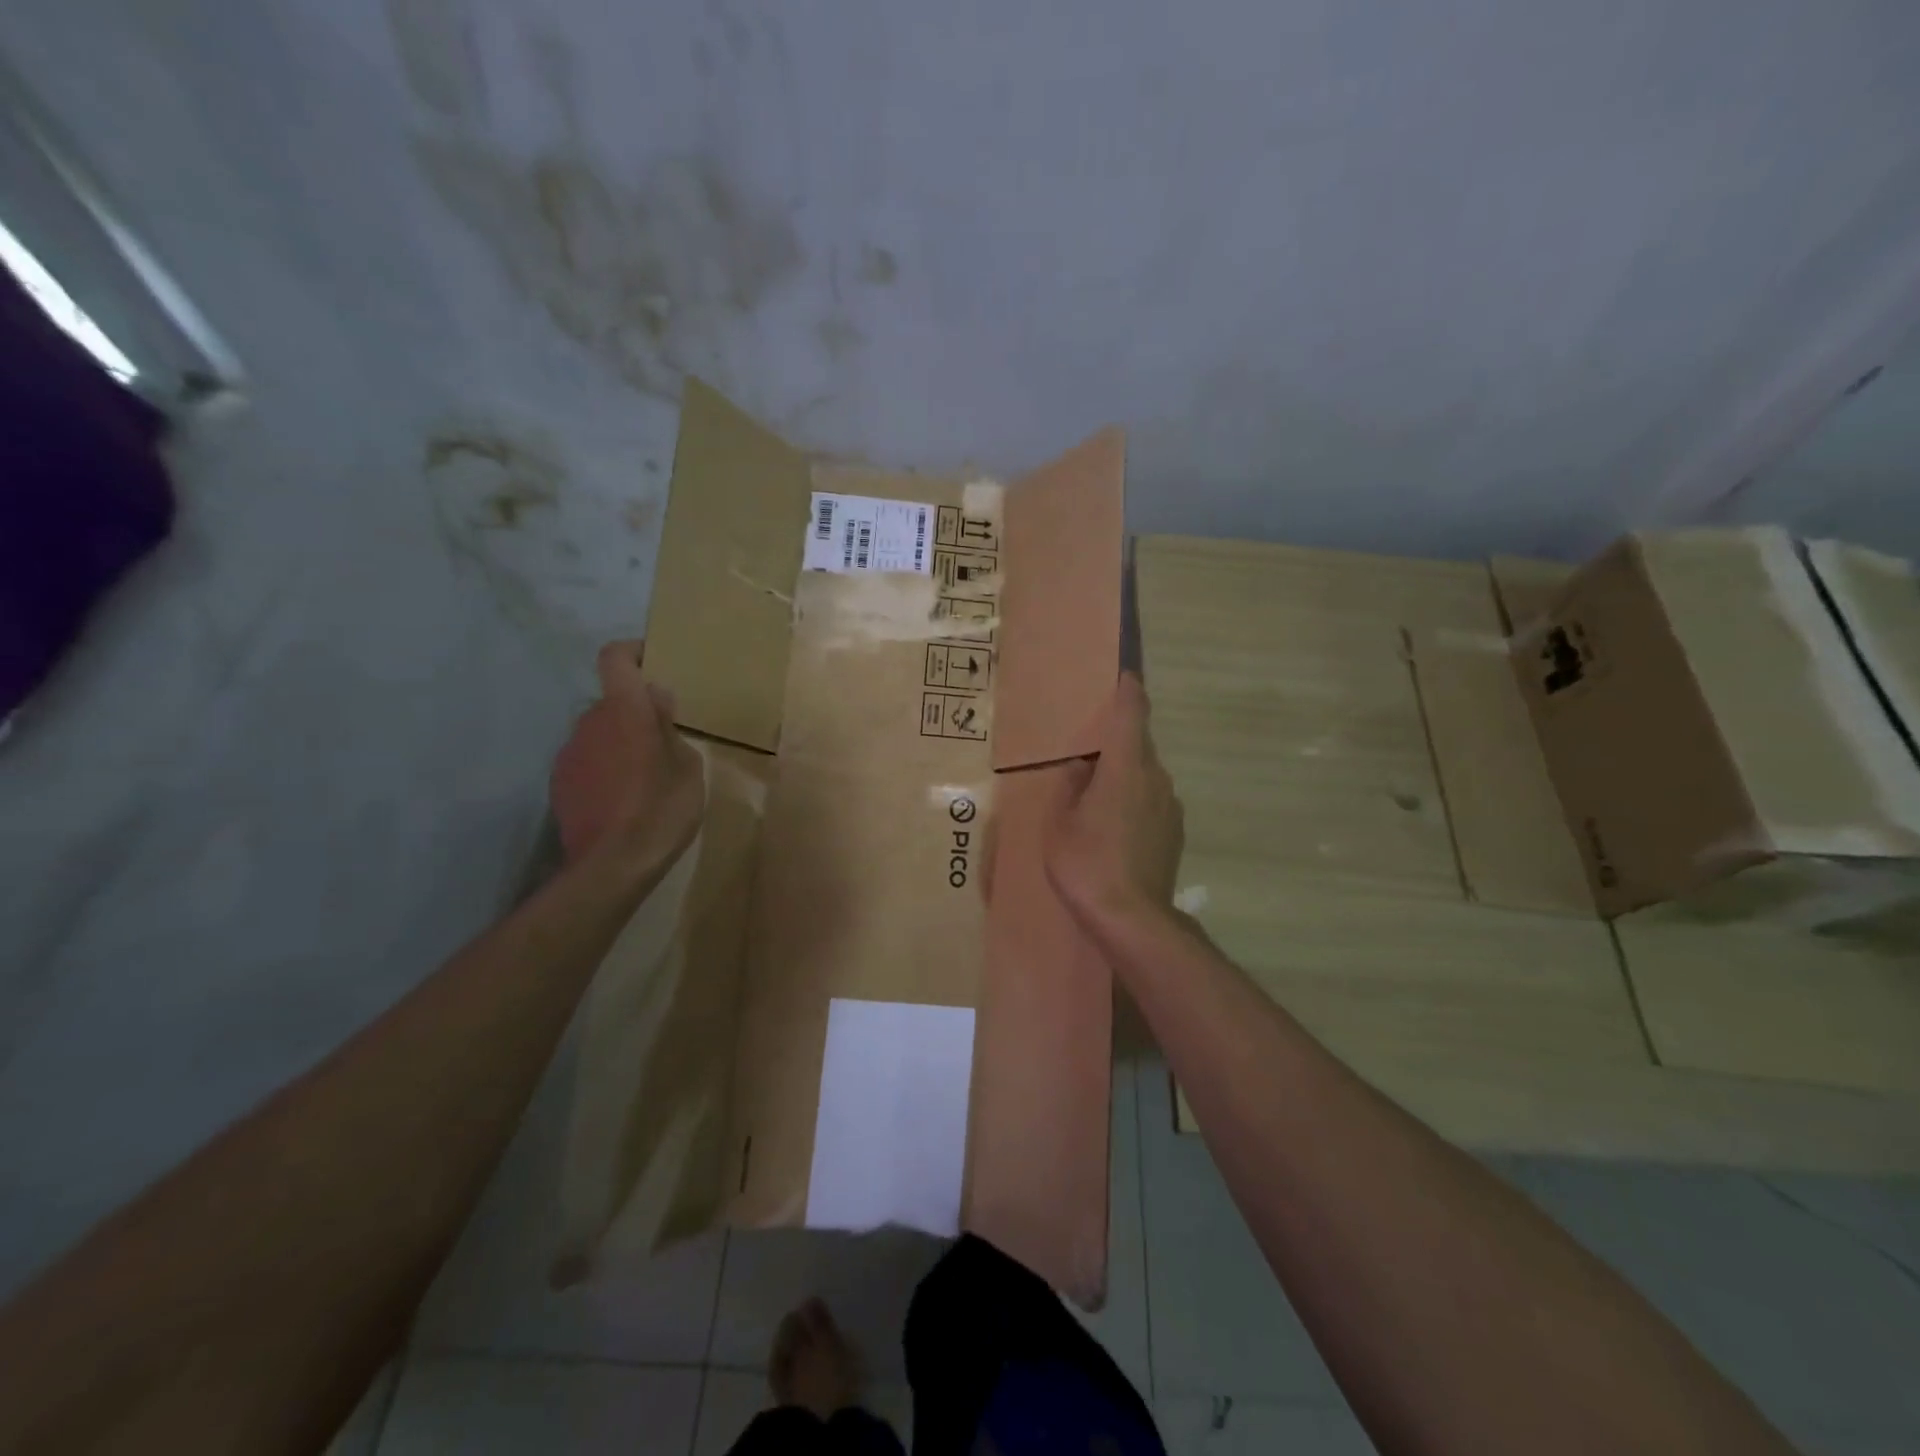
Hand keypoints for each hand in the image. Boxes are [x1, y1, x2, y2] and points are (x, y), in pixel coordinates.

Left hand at [550, 640, 705, 877]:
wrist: (611, 866)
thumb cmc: (662, 809)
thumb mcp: (688, 767)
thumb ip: (669, 728)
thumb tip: (656, 701)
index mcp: (624, 711)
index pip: (615, 659)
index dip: (632, 653)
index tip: (652, 661)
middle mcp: (589, 723)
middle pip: (611, 702)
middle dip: (635, 713)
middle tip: (664, 739)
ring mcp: (569, 754)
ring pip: (599, 734)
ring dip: (620, 743)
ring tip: (646, 776)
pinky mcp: (559, 784)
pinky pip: (587, 761)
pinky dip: (605, 768)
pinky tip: (625, 799)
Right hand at [1045, 673, 1184, 925]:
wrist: (1131, 918)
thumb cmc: (1085, 862)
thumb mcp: (1059, 822)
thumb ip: (1069, 786)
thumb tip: (1081, 768)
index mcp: (1126, 767)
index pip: (1132, 714)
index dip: (1129, 691)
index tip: (1126, 676)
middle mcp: (1156, 779)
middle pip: (1138, 747)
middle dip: (1117, 744)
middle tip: (1088, 754)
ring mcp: (1170, 807)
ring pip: (1145, 777)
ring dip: (1124, 777)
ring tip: (1096, 799)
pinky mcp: (1175, 833)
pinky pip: (1151, 802)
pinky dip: (1133, 803)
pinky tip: (1113, 829)